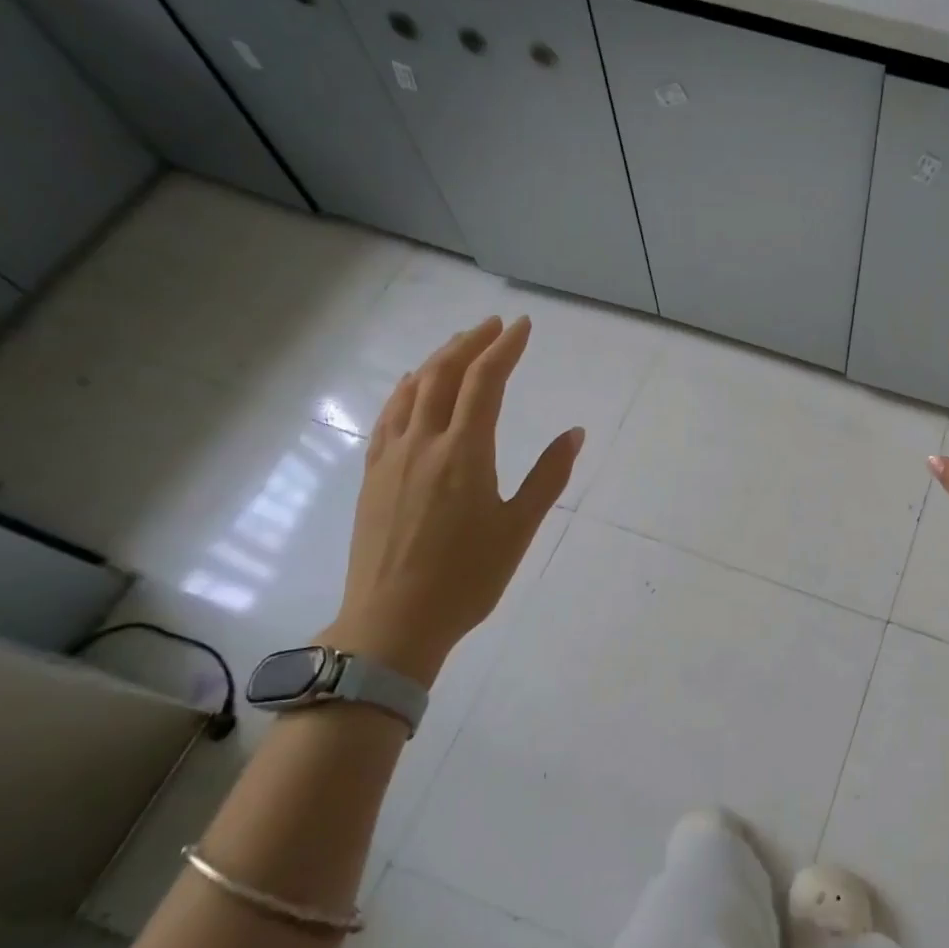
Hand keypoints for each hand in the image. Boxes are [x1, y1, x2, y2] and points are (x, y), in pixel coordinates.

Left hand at [320, 315, 581, 686]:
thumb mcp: (519, 529)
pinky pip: (388, 416)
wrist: (393, 621)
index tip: (522, 326)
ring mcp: (392, 457)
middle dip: (471, 343)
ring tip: (459, 345)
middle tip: (494, 325)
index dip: (505, 348)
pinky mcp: (373, 475)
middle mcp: (424, 443)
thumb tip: (575, 432)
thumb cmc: (467, 578)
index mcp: (464, 453)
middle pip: (444, 375)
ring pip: (412, 390)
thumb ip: (548, 476)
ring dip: (438, 359)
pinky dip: (405, 389)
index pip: (485, 382)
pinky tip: (412, 386)